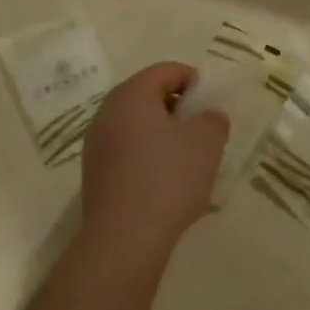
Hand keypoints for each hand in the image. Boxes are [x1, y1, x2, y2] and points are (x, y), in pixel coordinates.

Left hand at [80, 63, 227, 267]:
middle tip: (204, 131)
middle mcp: (107, 113)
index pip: (166, 71)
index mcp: (132, 95)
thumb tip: (207, 117)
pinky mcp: (96, 174)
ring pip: (138, 127)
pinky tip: (169, 183)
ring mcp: (97, 145)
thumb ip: (213, 119)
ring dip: (165, 136)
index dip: (194, 81)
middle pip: (149, 97)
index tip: (212, 104)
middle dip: (180, 110)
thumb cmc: (169, 178)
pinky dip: (150, 158)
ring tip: (190, 160)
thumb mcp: (207, 141)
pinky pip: (129, 153)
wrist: (125, 238)